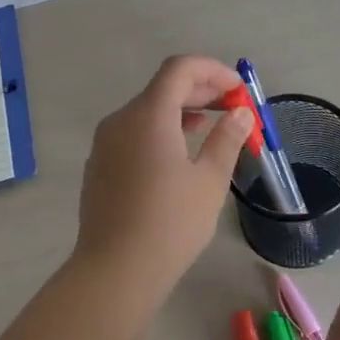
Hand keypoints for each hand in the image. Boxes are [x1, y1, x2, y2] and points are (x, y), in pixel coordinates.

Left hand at [73, 55, 254, 298]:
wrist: (115, 270)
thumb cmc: (170, 223)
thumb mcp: (209, 180)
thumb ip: (226, 139)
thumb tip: (239, 114)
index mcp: (148, 115)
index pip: (180, 69)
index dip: (213, 71)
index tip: (238, 91)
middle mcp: (121, 120)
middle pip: (163, 87)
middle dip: (201, 91)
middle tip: (233, 108)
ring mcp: (105, 143)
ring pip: (146, 111)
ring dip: (181, 111)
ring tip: (211, 128)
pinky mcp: (99, 165)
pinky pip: (133, 133)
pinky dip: (160, 131)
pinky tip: (178, 155)